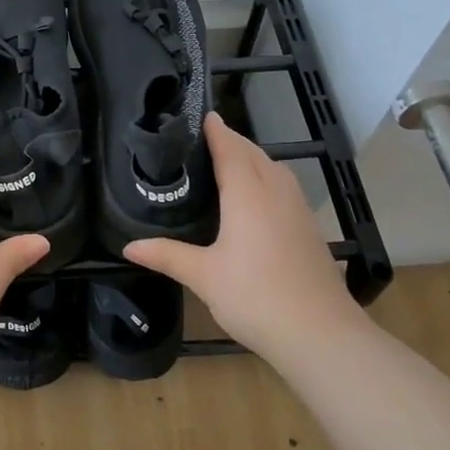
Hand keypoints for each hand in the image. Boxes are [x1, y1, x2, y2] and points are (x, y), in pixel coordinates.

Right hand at [125, 112, 363, 362]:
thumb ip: (167, 255)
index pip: (231, 148)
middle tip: (203, 140)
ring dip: (252, 158)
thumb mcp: (203, 276)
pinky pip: (285, 188)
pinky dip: (267, 179)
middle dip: (232, 141)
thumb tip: (129, 246)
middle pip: (254, 153)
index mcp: (248, 193)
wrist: (320, 334)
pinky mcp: (309, 228)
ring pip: (275, 169)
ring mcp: (298, 209)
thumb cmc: (255, 297)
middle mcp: (276, 192)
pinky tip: (256, 200)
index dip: (216, 130)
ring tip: (227, 164)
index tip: (200, 115)